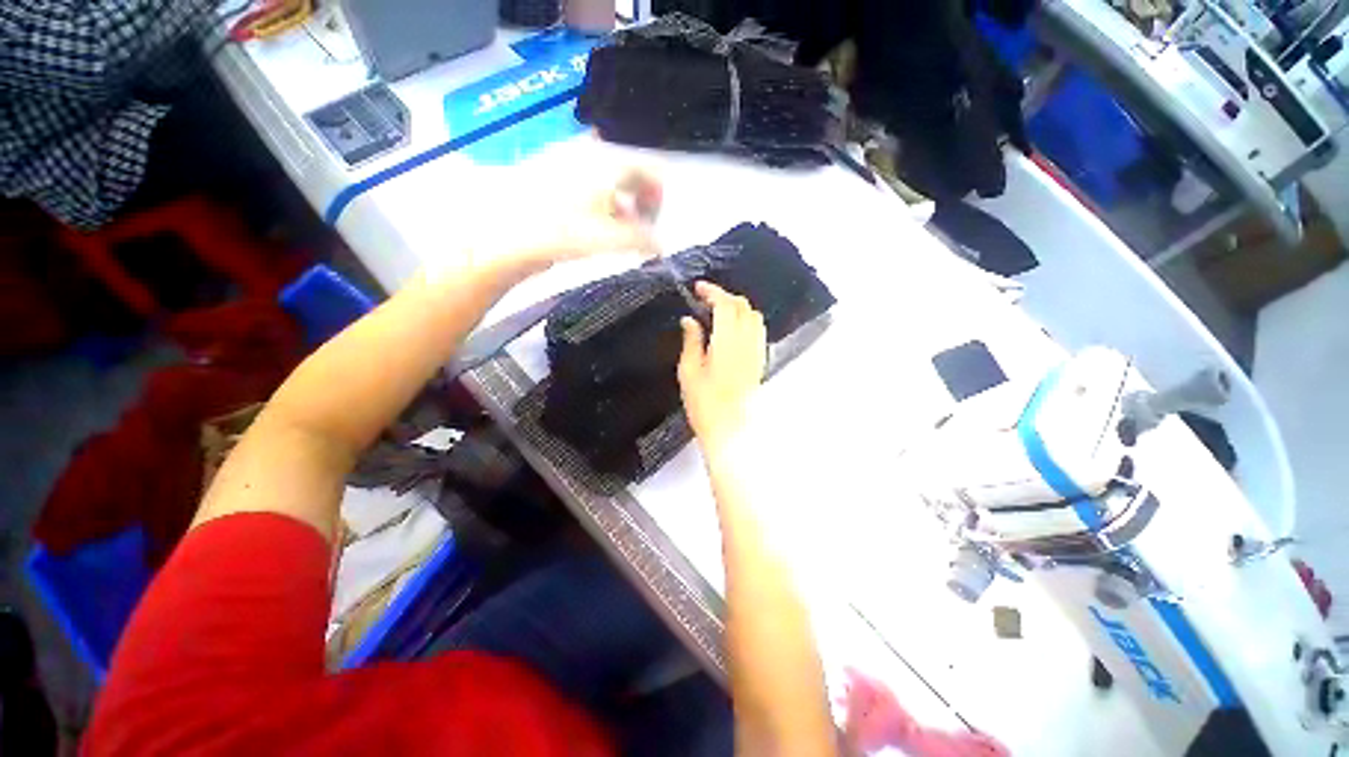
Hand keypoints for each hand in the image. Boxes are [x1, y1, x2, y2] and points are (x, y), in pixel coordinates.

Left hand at [497, 167, 663, 278]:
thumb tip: (659, 244)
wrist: (503, 233)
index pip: (649, 172)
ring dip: (618, 205)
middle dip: (638, 204)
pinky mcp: (549, 173)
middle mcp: (589, 153)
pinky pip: (586, 184)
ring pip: (606, 180)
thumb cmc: (562, 232)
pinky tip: (589, 224)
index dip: (657, 201)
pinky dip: (597, 203)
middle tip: (636, 231)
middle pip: (628, 174)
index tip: (653, 226)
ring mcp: (566, 160)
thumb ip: (642, 240)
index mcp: (608, 162)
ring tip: (613, 232)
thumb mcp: (610, 238)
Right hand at [678, 282, 766, 455]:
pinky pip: (757, 330)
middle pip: (742, 305)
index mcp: (727, 341)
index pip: (725, 304)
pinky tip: (732, 329)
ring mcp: (757, 351)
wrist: (731, 430)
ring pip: (754, 316)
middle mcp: (747, 341)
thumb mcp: (688, 371)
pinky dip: (746, 320)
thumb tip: (689, 320)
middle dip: (725, 296)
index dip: (712, 291)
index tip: (697, 288)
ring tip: (718, 311)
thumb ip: (691, 341)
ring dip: (737, 306)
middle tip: (705, 299)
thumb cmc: (704, 404)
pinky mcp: (760, 361)